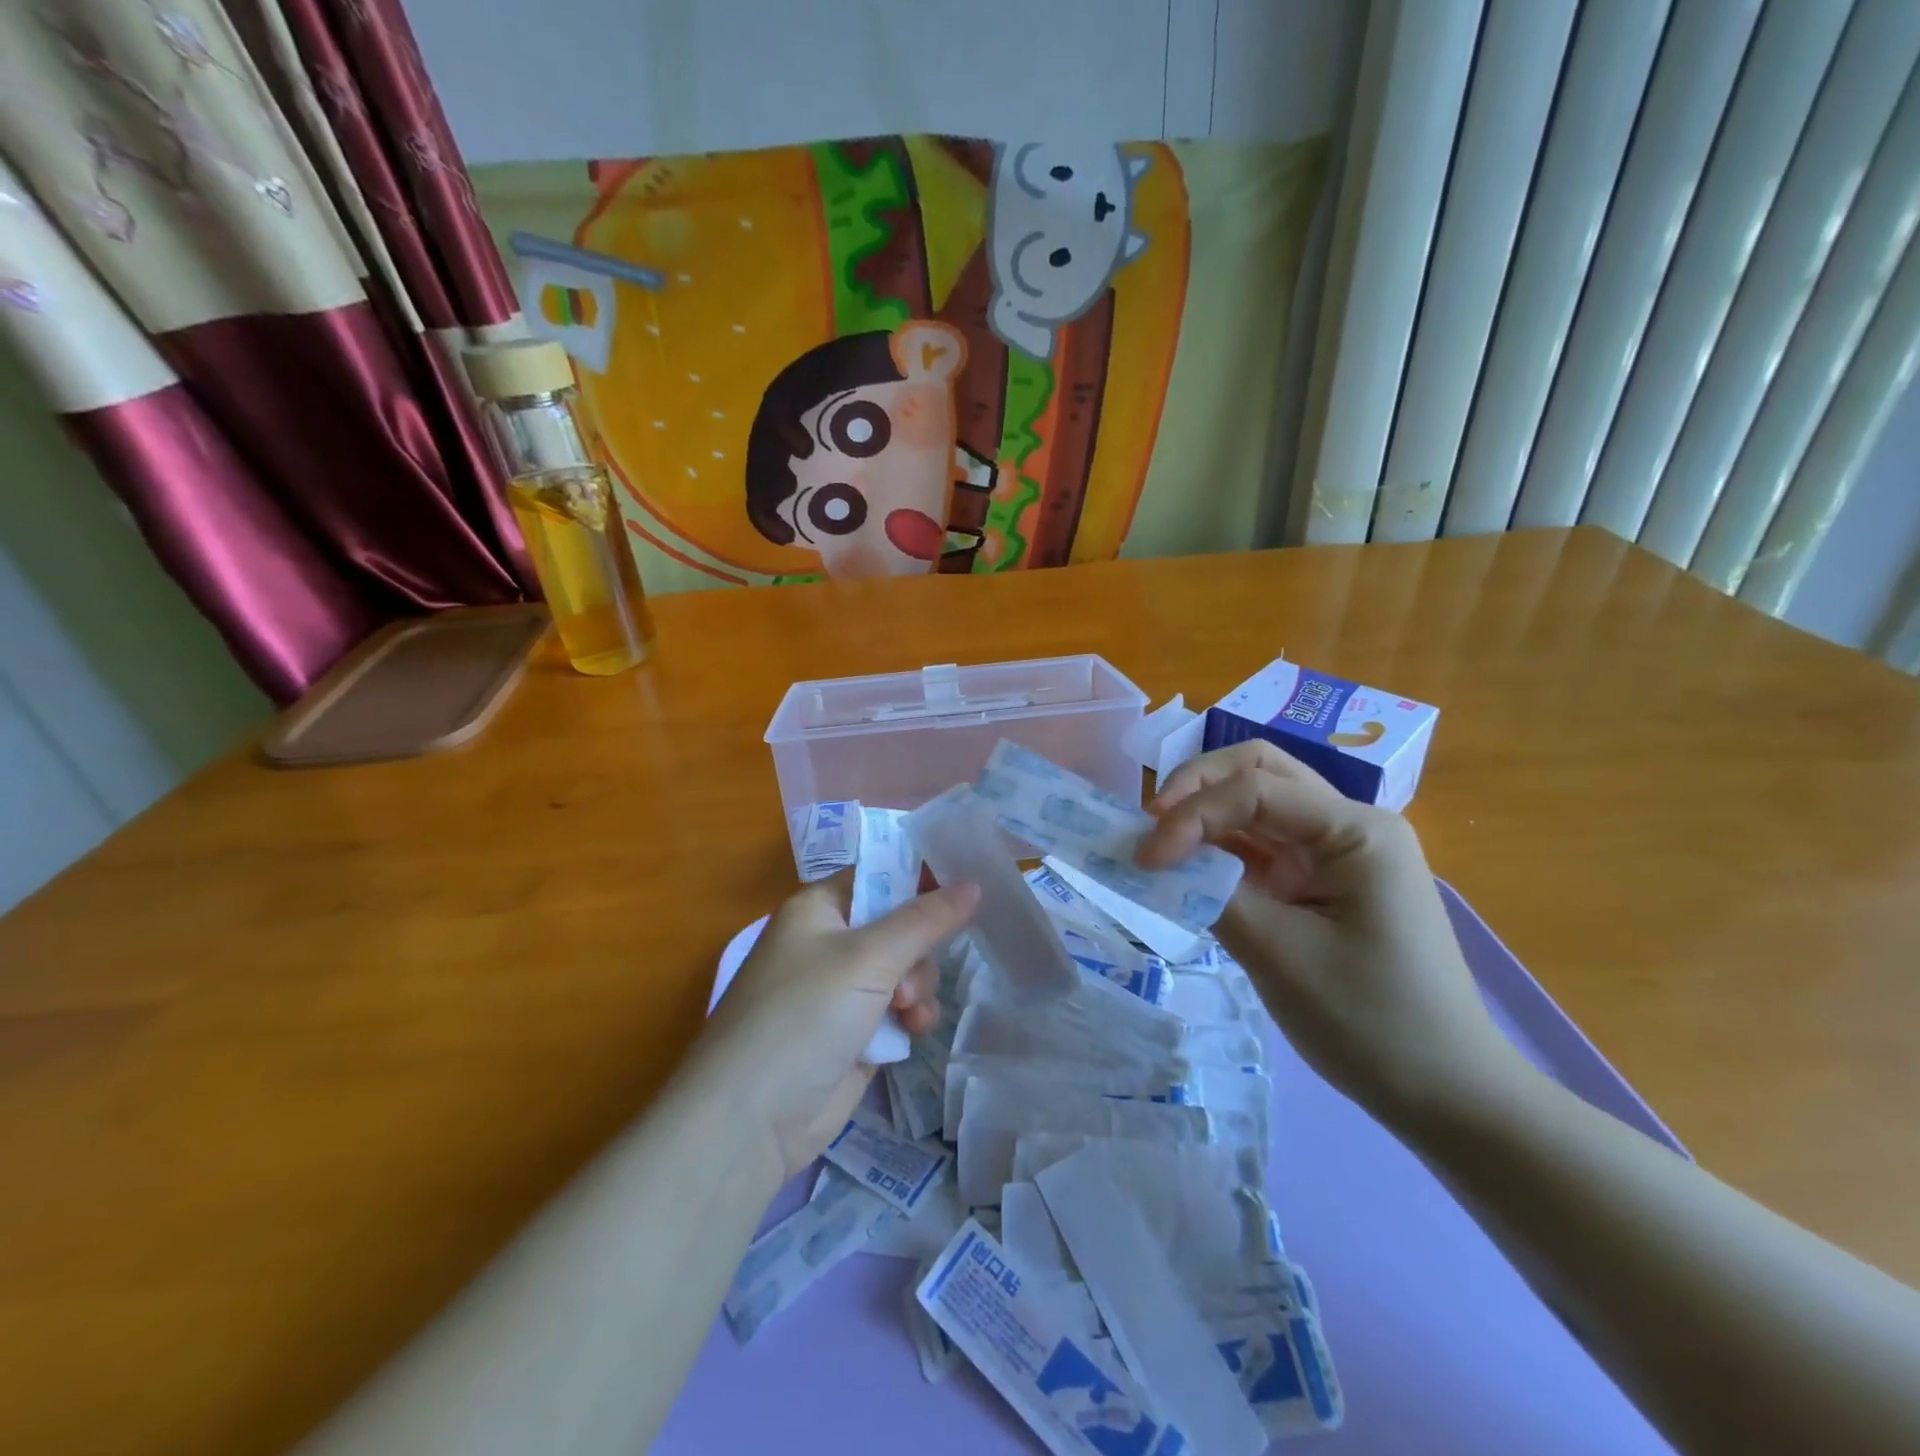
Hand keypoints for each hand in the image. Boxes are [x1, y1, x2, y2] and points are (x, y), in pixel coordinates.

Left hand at [692, 873, 978, 1179]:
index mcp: (819, 908)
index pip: (880, 876)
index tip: (965, 890)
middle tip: (907, 979)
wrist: (751, 1120)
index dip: (921, 880)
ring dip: (917, 988)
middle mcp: (829, 942)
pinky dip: (910, 1017)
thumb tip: (973, 883)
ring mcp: (841, 990)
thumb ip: (925, 920)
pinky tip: (913, 1031)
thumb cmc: (804, 1014)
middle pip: (900, 925)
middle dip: (917, 952)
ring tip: (907, 1013)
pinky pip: (898, 1009)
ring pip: (905, 970)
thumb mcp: (868, 958)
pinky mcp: (854, 1032)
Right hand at [1137, 741, 1521, 1124]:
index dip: (1192, 815)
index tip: (1146, 859)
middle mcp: (1348, 824)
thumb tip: (1157, 862)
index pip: (1255, 790)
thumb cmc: (1370, 1022)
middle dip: (1198, 788)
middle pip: (1260, 771)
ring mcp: (1335, 852)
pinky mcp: (1320, 881)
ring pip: (1257, 802)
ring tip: (1161, 842)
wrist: (1444, 1093)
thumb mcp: (1280, 955)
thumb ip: (1212, 895)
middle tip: (1152, 825)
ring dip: (1205, 814)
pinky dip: (1219, 848)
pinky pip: (1261, 845)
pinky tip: (1189, 868)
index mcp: (1356, 830)